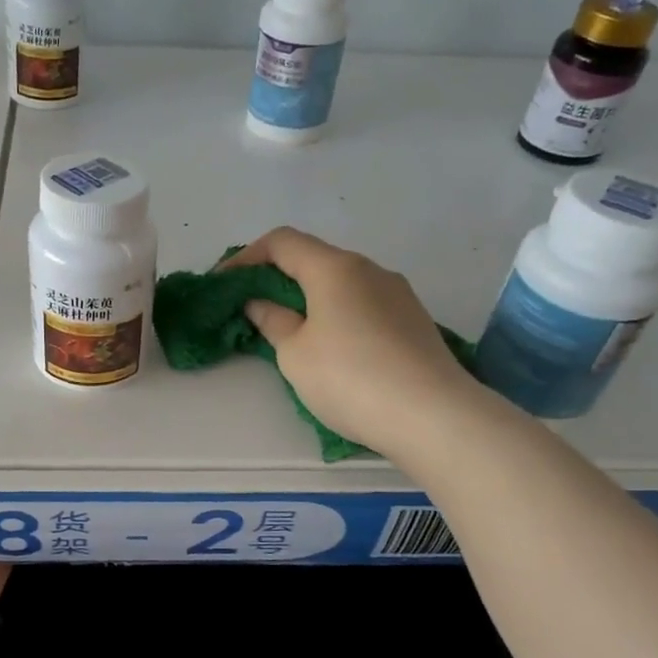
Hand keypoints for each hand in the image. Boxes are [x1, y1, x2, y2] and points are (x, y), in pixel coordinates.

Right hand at [225, 227, 471, 458]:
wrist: (433, 415)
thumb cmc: (350, 378)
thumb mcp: (295, 354)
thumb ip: (273, 321)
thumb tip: (260, 302)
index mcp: (334, 267)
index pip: (282, 241)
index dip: (246, 256)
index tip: (224, 283)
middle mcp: (369, 269)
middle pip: (314, 258)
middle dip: (278, 277)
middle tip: (252, 308)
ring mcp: (398, 293)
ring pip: (341, 283)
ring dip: (309, 297)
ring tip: (291, 331)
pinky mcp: (414, 320)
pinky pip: (364, 304)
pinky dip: (337, 313)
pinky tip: (332, 347)